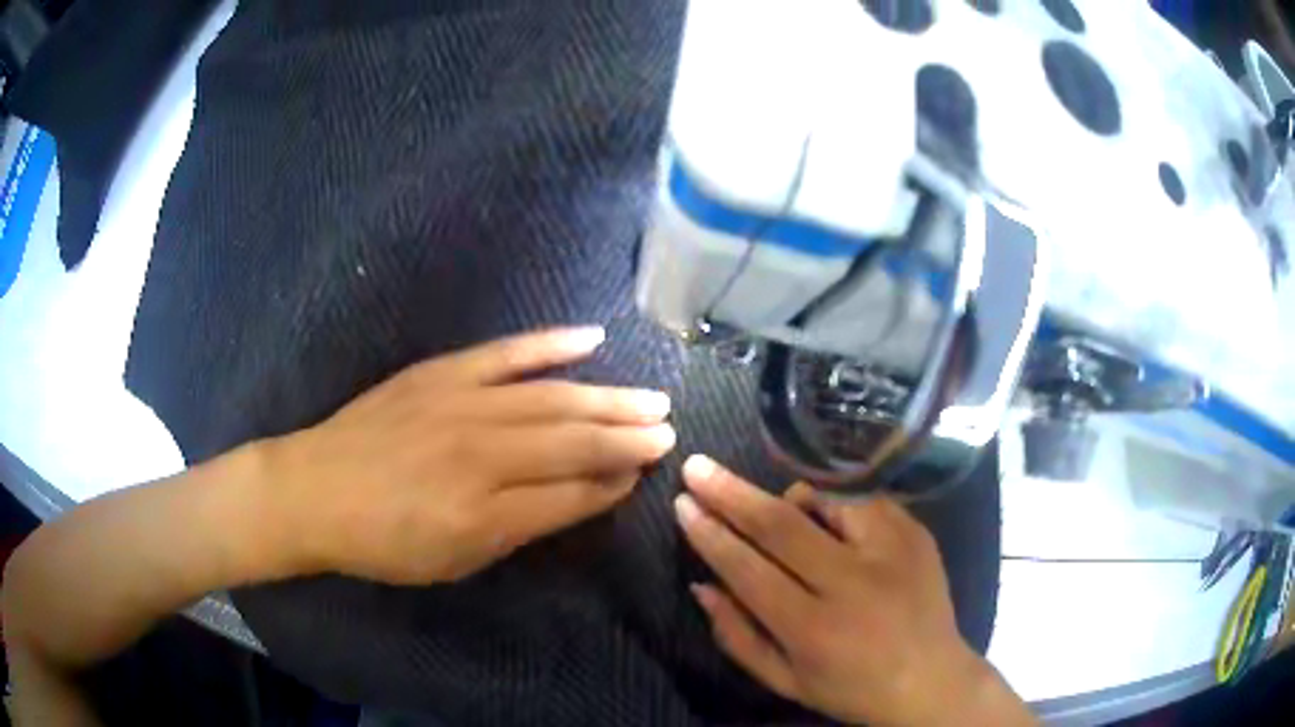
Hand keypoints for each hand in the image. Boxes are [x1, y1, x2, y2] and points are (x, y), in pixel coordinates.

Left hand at [264, 327, 675, 584]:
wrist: (314, 489)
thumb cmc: (383, 542)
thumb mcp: (454, 560)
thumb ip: (521, 528)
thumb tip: (582, 497)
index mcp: (484, 514)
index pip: (572, 493)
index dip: (615, 483)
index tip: (646, 471)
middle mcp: (480, 454)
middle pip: (572, 441)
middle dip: (627, 437)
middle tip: (669, 430)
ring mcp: (460, 403)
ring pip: (551, 398)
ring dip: (608, 397)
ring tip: (651, 398)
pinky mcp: (441, 372)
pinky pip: (505, 352)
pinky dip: (550, 344)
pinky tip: (591, 337)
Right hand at [675, 456, 1032, 726]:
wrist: (931, 680)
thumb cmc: (850, 689)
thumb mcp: (784, 681)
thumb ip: (736, 636)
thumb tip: (701, 584)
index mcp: (814, 630)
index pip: (747, 570)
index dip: (709, 534)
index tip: (682, 504)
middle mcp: (853, 584)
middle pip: (781, 525)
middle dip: (731, 493)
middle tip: (697, 466)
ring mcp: (891, 552)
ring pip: (826, 498)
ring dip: (788, 496)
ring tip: (775, 509)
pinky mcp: (915, 533)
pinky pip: (862, 499)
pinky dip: (833, 503)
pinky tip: (827, 521)